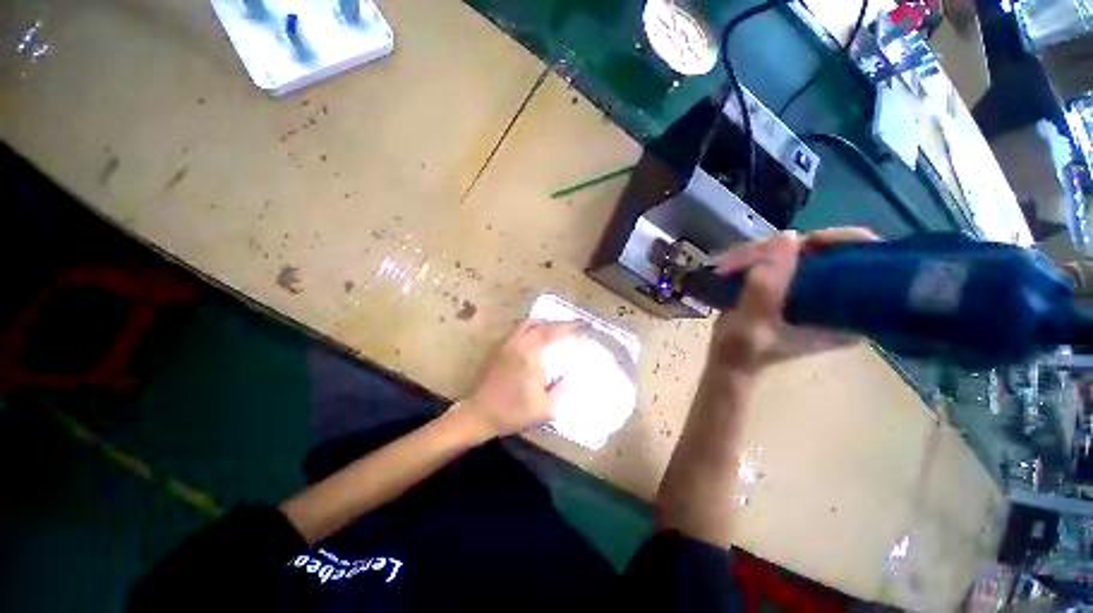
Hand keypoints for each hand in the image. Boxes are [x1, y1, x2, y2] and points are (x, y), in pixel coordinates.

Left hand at [454, 320, 585, 438]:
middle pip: (541, 324)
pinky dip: (532, 328)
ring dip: (544, 323)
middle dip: (559, 323)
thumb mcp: (545, 408)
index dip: (571, 326)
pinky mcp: (499, 348)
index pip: (554, 332)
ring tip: (556, 330)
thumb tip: (578, 373)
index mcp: (531, 355)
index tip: (585, 324)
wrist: (479, 414)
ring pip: (528, 324)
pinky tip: (537, 338)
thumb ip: (564, 389)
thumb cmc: (513, 412)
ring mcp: (506, 344)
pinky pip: (518, 330)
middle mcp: (518, 343)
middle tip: (573, 328)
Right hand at [707, 227, 879, 373]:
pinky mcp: (791, 289)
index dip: (848, 243)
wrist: (727, 360)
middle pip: (833, 253)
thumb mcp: (752, 322)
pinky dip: (761, 257)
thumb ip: (766, 286)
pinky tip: (737, 265)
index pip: (872, 266)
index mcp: (848, 316)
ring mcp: (813, 294)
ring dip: (767, 253)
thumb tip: (787, 236)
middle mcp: (838, 301)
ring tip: (734, 265)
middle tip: (756, 255)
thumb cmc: (743, 350)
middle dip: (792, 248)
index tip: (812, 242)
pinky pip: (785, 260)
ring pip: (803, 253)